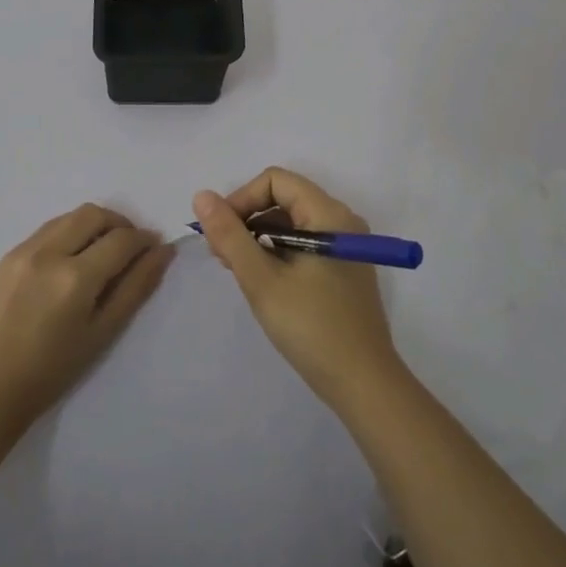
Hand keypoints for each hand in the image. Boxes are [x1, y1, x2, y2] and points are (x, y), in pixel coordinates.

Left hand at [0, 203, 175, 429]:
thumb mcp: (102, 333)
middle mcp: (49, 253)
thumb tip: (163, 252)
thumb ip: (136, 288)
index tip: (155, 248)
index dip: (144, 240)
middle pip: (94, 214)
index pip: (121, 240)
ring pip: (69, 216)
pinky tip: (70, 261)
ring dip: (93, 225)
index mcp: (75, 278)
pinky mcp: (7, 255)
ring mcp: (24, 250)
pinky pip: (47, 229)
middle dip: (120, 224)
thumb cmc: (51, 371)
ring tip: (101, 253)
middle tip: (130, 248)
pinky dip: (68, 233)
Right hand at [193, 168, 404, 409]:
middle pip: (284, 199)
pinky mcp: (344, 270)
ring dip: (259, 238)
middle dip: (247, 219)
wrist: (364, 385)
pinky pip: (304, 244)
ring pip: (292, 223)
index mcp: (329, 215)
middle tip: (222, 255)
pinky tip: (262, 281)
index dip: (242, 198)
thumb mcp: (262, 280)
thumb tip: (202, 197)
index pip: (276, 181)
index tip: (221, 232)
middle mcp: (342, 222)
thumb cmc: (312, 327)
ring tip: (237, 270)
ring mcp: (346, 247)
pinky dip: (278, 253)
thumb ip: (230, 235)